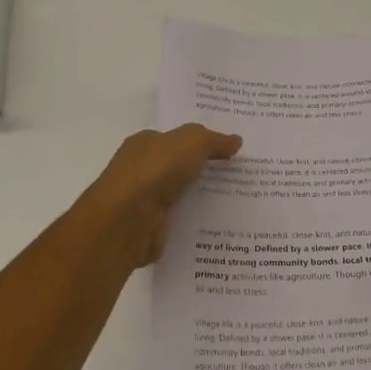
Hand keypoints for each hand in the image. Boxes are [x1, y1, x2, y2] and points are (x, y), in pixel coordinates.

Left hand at [80, 124, 241, 268]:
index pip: (176, 140)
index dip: (202, 142)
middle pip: (181, 168)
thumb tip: (236, 141)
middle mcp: (142, 171)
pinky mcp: (152, 230)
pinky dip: (198, 223)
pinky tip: (223, 224)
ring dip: (205, 198)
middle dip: (207, 171)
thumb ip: (214, 140)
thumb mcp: (192, 142)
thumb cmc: (155, 171)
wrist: (127, 221)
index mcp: (145, 144)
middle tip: (243, 175)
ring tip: (242, 201)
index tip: (231, 149)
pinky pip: (182, 222)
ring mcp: (145, 202)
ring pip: (183, 196)